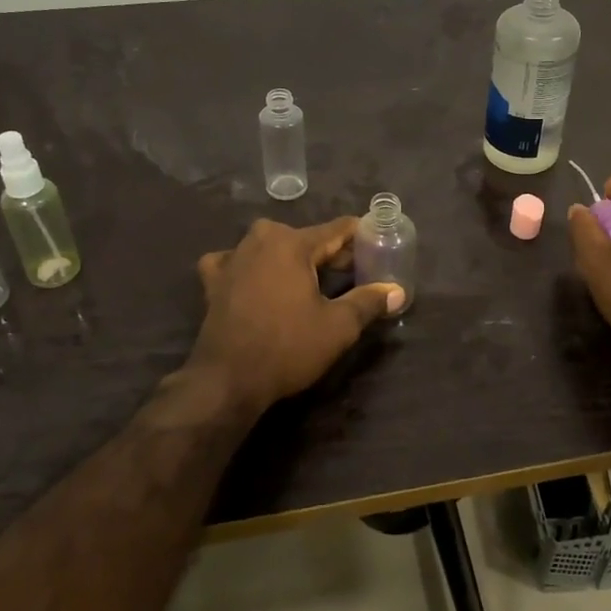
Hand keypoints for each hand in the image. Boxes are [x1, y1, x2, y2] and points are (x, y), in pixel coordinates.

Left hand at [187, 218, 403, 413]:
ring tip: (310, 281)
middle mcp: (261, 239)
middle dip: (329, 253)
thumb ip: (368, 302)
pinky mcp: (213, 280)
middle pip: (305, 238)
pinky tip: (257, 281)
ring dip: (292, 260)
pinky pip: (237, 262)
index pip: (337, 230)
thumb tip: (397, 291)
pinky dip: (251, 268)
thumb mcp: (338, 327)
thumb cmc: (287, 347)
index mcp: (293, 243)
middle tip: (352, 273)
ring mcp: (232, 258)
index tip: (377, 243)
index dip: (360, 237)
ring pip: (272, 248)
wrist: (227, 380)